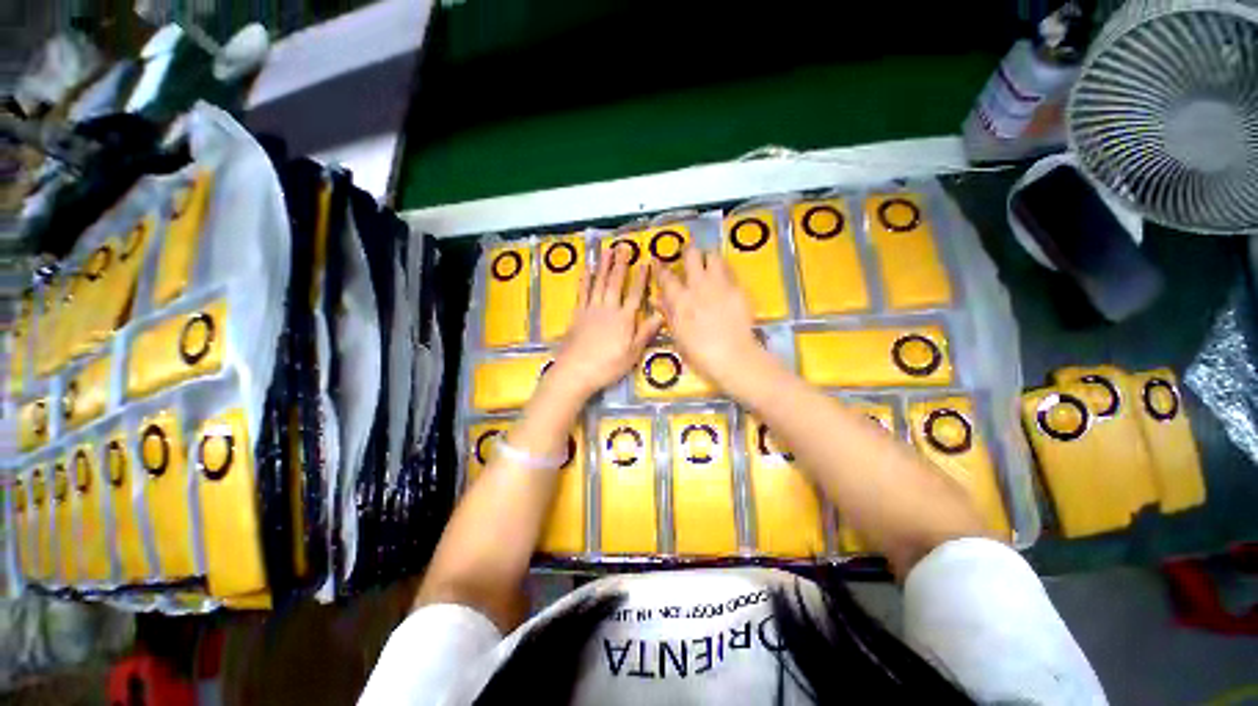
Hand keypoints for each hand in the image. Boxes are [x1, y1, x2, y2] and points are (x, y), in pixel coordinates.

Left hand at [545, 246, 663, 401]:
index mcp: (624, 319)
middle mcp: (608, 309)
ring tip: (607, 250)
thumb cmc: (607, 366)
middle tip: (624, 247)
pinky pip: (582, 293)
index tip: (645, 262)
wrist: (575, 371)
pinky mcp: (577, 314)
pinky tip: (587, 270)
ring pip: (598, 283)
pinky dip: (585, 280)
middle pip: (615, 283)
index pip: (635, 294)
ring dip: (603, 266)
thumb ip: (645, 332)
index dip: (641, 278)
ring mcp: (591, 310)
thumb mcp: (632, 354)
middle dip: (621, 264)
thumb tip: (661, 314)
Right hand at [653, 249, 764, 391]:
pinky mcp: (738, 289)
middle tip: (688, 255)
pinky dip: (724, 271)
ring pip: (713, 256)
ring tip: (708, 263)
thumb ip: (668, 314)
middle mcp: (698, 286)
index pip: (666, 276)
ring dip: (708, 257)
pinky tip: (723, 280)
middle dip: (688, 252)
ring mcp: (720, 285)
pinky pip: (730, 271)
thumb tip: (657, 299)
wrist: (733, 356)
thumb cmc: (700, 353)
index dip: (660, 267)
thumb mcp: (678, 336)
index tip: (657, 261)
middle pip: (692, 255)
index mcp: (680, 300)